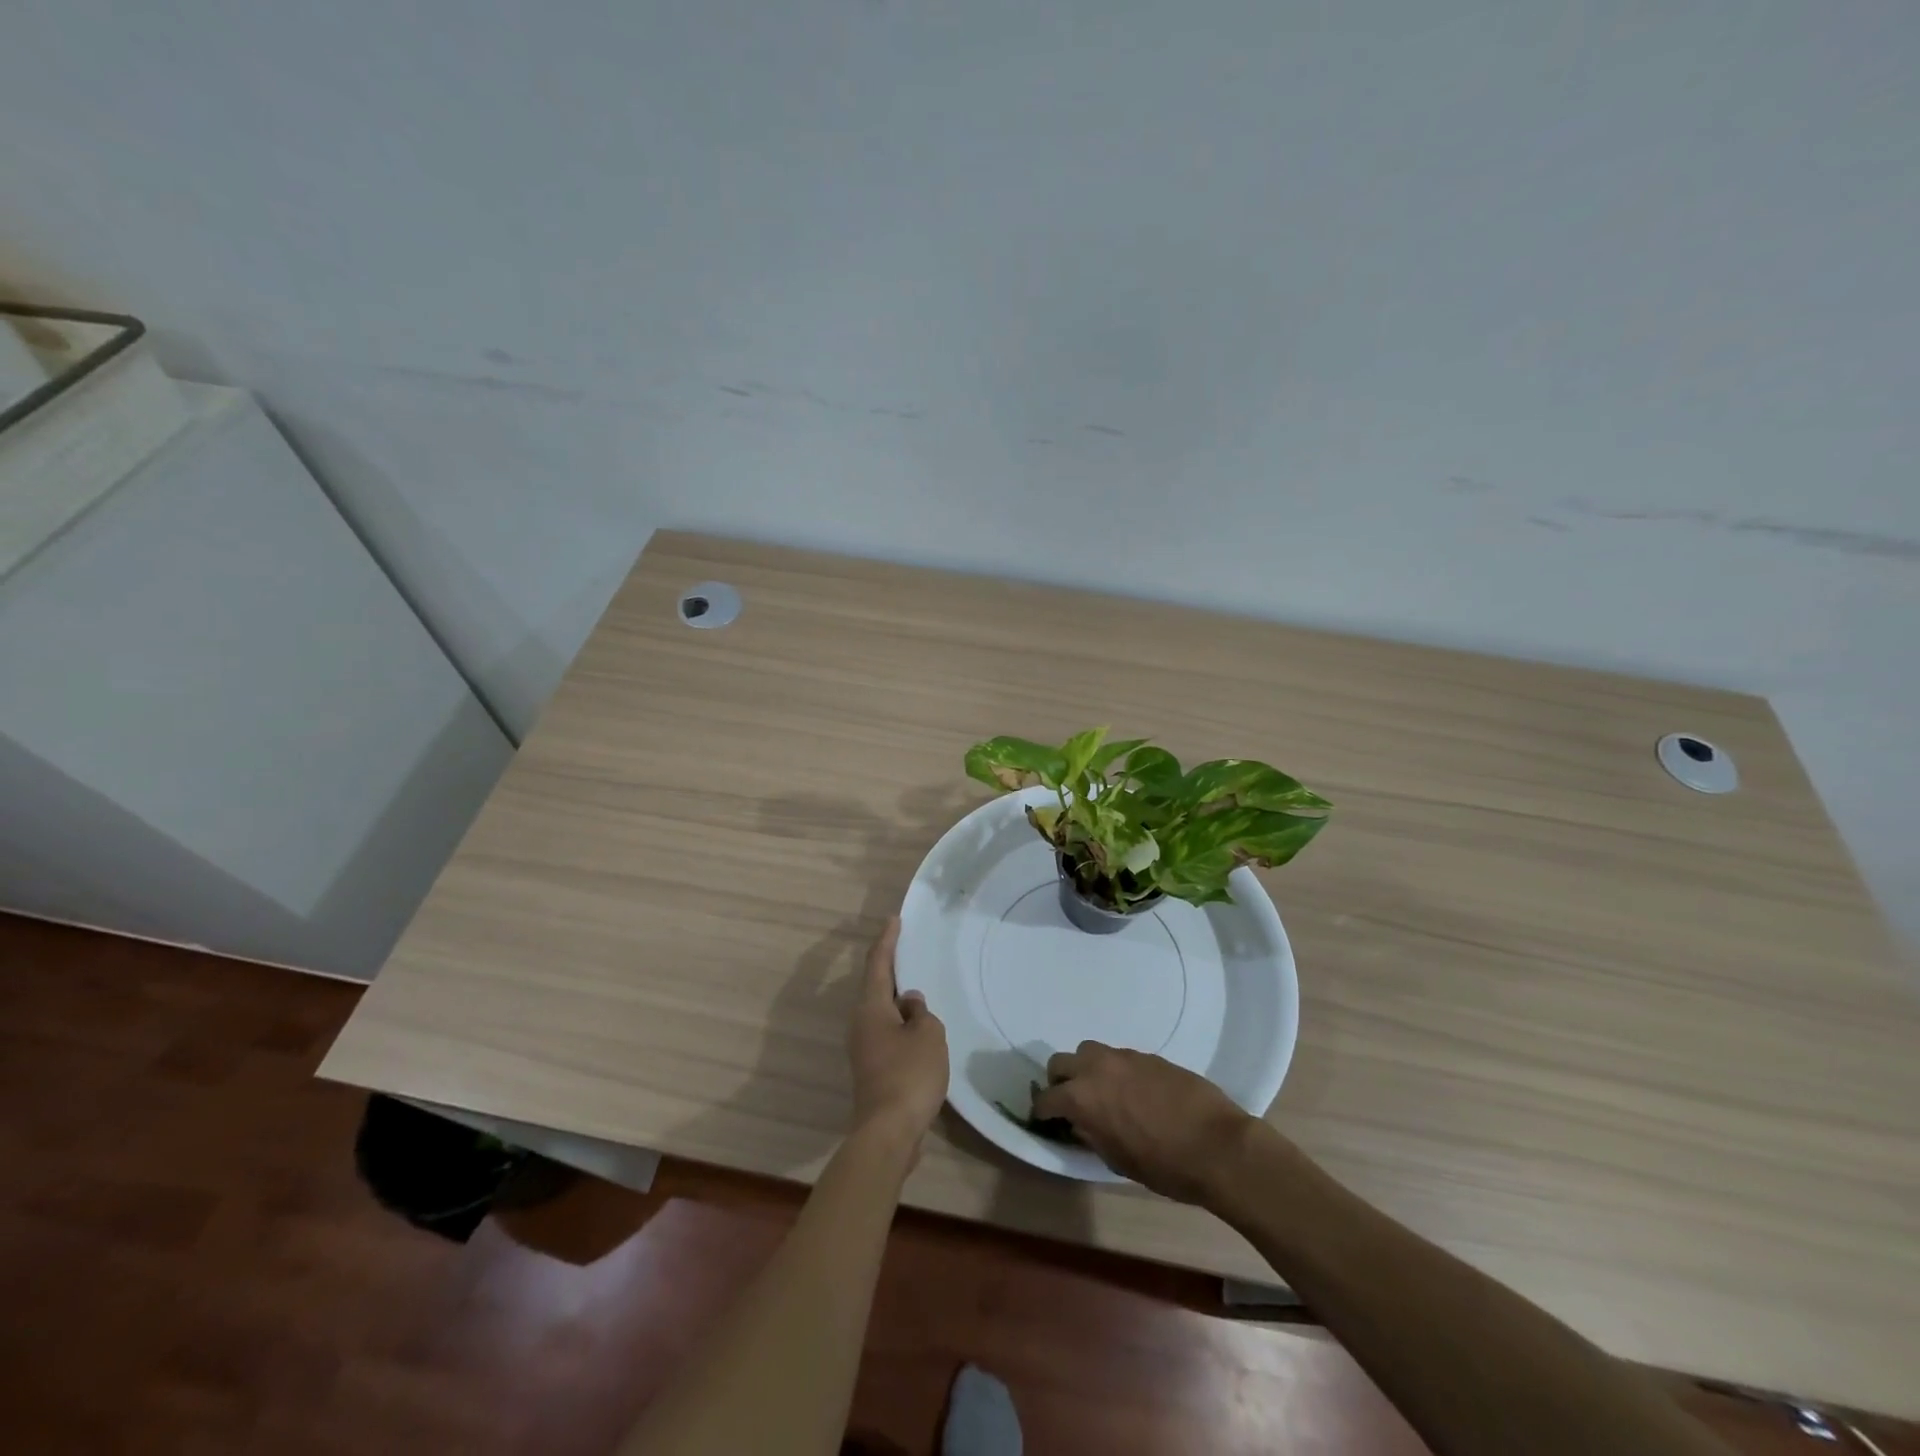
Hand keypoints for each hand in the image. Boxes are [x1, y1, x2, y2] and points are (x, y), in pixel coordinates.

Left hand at [847, 917, 948, 1148]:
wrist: (889, 1133)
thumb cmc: (909, 1074)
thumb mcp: (928, 1034)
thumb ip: (921, 1012)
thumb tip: (910, 1004)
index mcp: (871, 1008)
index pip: (878, 964)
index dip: (887, 941)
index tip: (893, 920)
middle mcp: (861, 1024)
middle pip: (877, 989)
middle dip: (893, 971)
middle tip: (909, 951)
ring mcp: (864, 1049)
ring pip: (883, 1014)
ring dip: (900, 1003)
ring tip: (921, 992)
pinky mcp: (873, 1071)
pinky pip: (889, 1036)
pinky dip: (903, 1027)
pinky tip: (921, 1032)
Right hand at [1031, 1042, 1256, 1203]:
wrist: (1218, 1146)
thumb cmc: (1164, 1165)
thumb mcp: (1117, 1160)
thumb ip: (1091, 1135)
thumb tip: (1080, 1123)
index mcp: (1082, 1098)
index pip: (1046, 1099)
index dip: (1042, 1112)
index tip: (1045, 1121)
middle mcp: (1097, 1068)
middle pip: (1060, 1062)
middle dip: (1059, 1082)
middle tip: (1071, 1103)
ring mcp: (1124, 1057)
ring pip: (1090, 1052)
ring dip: (1088, 1070)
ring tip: (1103, 1093)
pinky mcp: (1149, 1055)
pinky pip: (1120, 1058)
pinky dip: (1117, 1071)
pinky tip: (1135, 1093)